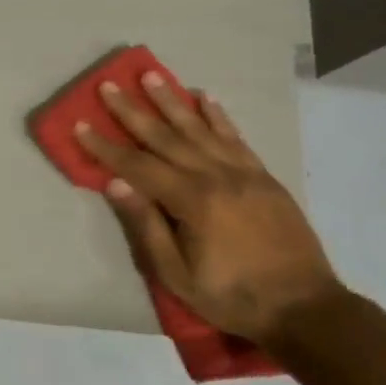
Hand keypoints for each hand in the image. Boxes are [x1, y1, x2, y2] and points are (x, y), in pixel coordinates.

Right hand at [75, 75, 342, 345]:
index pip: (137, 166)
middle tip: (109, 86)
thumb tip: (115, 184)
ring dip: (172, 101)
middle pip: (166, 137)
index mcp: (192, 201)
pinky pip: (236, 138)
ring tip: (151, 76)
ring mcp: (244, 173)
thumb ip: (147, 227)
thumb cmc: (232, 297)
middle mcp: (216, 177)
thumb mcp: (178, 275)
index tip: (80, 124)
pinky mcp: (264, 177)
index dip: (106, 147)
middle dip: (133, 111)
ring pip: (200, 128)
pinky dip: (218, 116)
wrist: (305, 308)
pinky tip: (205, 98)